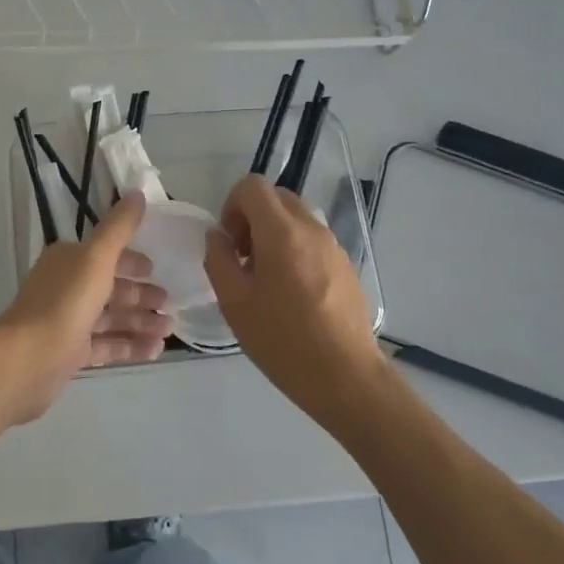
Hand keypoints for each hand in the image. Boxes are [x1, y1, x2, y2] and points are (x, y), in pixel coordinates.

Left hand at [0, 192, 171, 424]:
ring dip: (140, 322)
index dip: (131, 261)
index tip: (156, 270)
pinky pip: (106, 346)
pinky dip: (129, 346)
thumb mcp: (97, 257)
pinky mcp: (70, 353)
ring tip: (168, 330)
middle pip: (110, 287)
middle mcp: (66, 287)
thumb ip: (119, 227)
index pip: (105, 255)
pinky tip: (155, 351)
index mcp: (68, 260)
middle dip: (141, 295)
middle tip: (170, 305)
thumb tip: (137, 193)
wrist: (28, 359)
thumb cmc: (65, 302)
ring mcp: (67, 322)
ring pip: (110, 318)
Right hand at [204, 175, 391, 423]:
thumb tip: (217, 236)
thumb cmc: (282, 340)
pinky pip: (312, 240)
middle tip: (242, 258)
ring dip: (273, 234)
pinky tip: (291, 293)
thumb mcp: (234, 302)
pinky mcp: (345, 265)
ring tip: (265, 279)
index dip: (231, 205)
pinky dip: (294, 249)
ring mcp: (333, 246)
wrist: (345, 376)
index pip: (252, 186)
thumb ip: (218, 259)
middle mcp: (311, 228)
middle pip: (276, 197)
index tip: (229, 242)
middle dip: (252, 217)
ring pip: (295, 218)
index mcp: (281, 232)